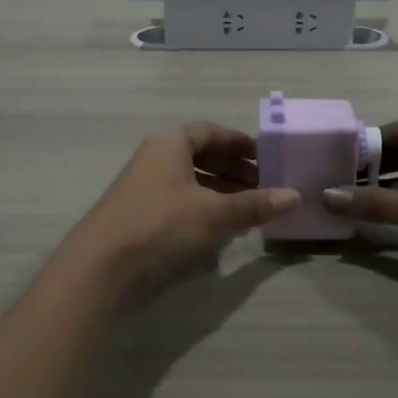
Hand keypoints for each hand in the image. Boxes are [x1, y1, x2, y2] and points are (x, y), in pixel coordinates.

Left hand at [59, 123, 300, 296]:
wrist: (101, 264)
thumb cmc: (160, 223)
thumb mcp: (213, 212)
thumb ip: (254, 204)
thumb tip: (296, 196)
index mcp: (170, 143)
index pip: (211, 132)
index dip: (240, 143)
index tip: (267, 157)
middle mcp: (156, 157)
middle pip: (201, 155)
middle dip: (234, 169)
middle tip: (265, 185)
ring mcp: (145, 186)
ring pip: (191, 180)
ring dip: (221, 190)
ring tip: (250, 207)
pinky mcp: (141, 214)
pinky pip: (181, 200)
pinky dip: (204, 206)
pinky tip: (223, 226)